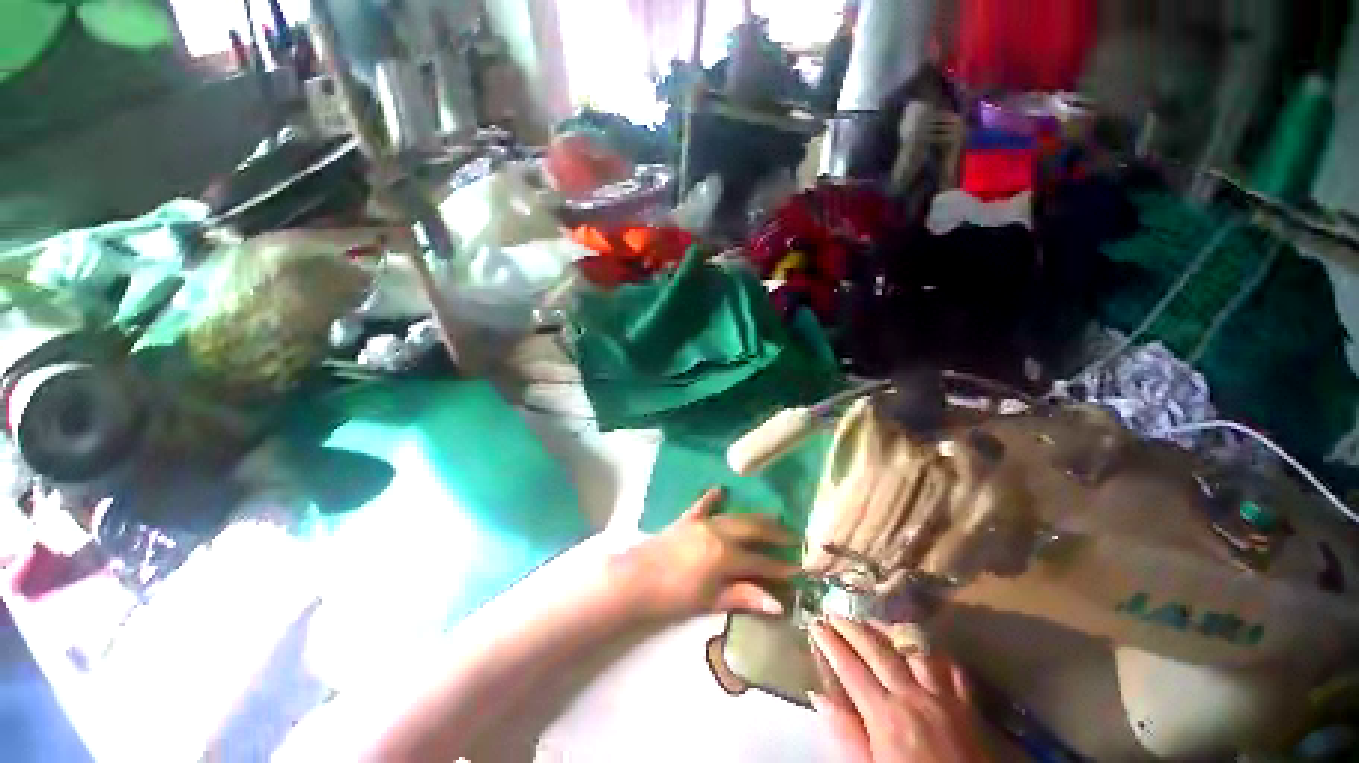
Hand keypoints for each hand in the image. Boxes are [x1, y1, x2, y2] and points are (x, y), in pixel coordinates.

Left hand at [614, 487, 796, 620]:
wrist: (636, 578)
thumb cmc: (673, 596)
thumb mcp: (710, 600)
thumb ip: (743, 596)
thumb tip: (778, 603)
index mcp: (726, 555)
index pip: (761, 561)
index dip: (782, 566)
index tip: (800, 568)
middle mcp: (719, 532)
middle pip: (754, 529)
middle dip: (776, 533)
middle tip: (794, 537)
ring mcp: (703, 521)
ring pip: (736, 515)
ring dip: (755, 518)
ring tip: (772, 519)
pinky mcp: (688, 518)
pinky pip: (704, 504)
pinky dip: (713, 498)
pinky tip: (720, 490)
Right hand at [809, 616, 989, 762]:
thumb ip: (847, 737)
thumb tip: (819, 696)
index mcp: (886, 716)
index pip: (850, 667)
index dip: (830, 642)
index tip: (815, 624)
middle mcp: (914, 697)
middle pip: (878, 649)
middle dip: (852, 627)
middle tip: (834, 614)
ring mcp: (944, 698)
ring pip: (914, 648)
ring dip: (889, 632)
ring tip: (872, 623)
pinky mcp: (969, 707)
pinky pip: (950, 667)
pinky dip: (933, 653)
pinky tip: (922, 649)